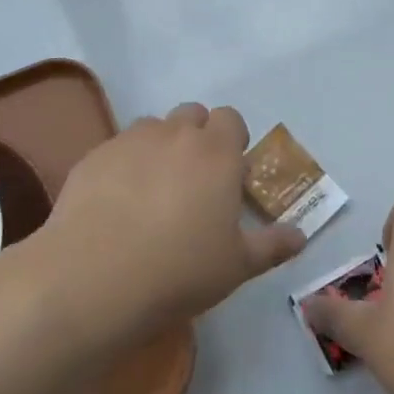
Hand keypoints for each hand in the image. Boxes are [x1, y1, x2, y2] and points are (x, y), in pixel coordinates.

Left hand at [43, 103, 305, 339]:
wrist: (94, 279)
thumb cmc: (179, 270)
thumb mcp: (236, 265)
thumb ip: (272, 245)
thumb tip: (300, 236)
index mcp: (216, 152)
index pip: (231, 119)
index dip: (232, 141)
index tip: (229, 175)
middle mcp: (175, 133)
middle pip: (192, 115)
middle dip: (197, 137)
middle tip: (194, 183)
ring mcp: (131, 141)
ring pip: (153, 128)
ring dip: (160, 147)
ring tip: (152, 192)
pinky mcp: (95, 156)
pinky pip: (118, 148)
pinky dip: (125, 165)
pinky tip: (116, 204)